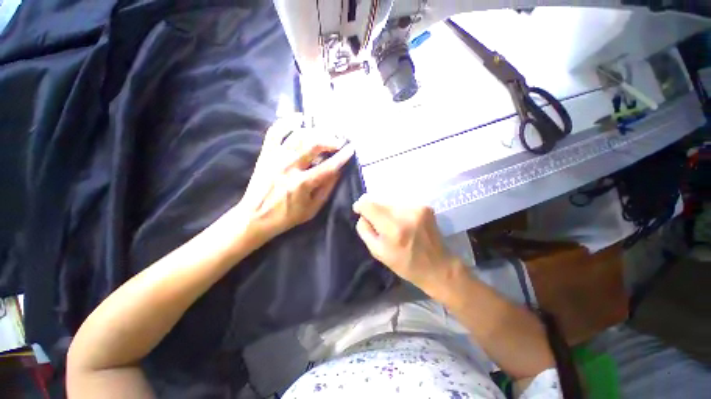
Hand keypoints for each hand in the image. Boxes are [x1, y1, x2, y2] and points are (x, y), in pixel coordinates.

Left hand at [239, 115, 353, 241]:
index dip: (342, 156)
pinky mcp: (266, 154)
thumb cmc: (287, 216)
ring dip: (315, 131)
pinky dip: (287, 122)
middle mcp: (288, 167)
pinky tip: (299, 118)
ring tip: (325, 134)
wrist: (254, 217)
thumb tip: (338, 171)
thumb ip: (327, 189)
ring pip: (298, 135)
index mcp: (302, 184)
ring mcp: (275, 158)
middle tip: (339, 142)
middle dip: (330, 140)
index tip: (352, 148)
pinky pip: (275, 132)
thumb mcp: (312, 209)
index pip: (328, 166)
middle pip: (313, 145)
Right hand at [352, 194, 463, 296]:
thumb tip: (362, 215)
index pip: (369, 204)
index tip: (359, 210)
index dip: (361, 205)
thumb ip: (365, 231)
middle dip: (375, 210)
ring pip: (391, 202)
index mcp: (393, 229)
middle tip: (379, 224)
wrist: (438, 266)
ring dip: (387, 211)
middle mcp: (406, 213)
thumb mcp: (378, 253)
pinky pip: (403, 204)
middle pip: (380, 201)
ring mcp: (418, 208)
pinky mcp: (425, 207)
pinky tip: (405, 223)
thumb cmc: (406, 264)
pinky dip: (399, 211)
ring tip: (393, 225)